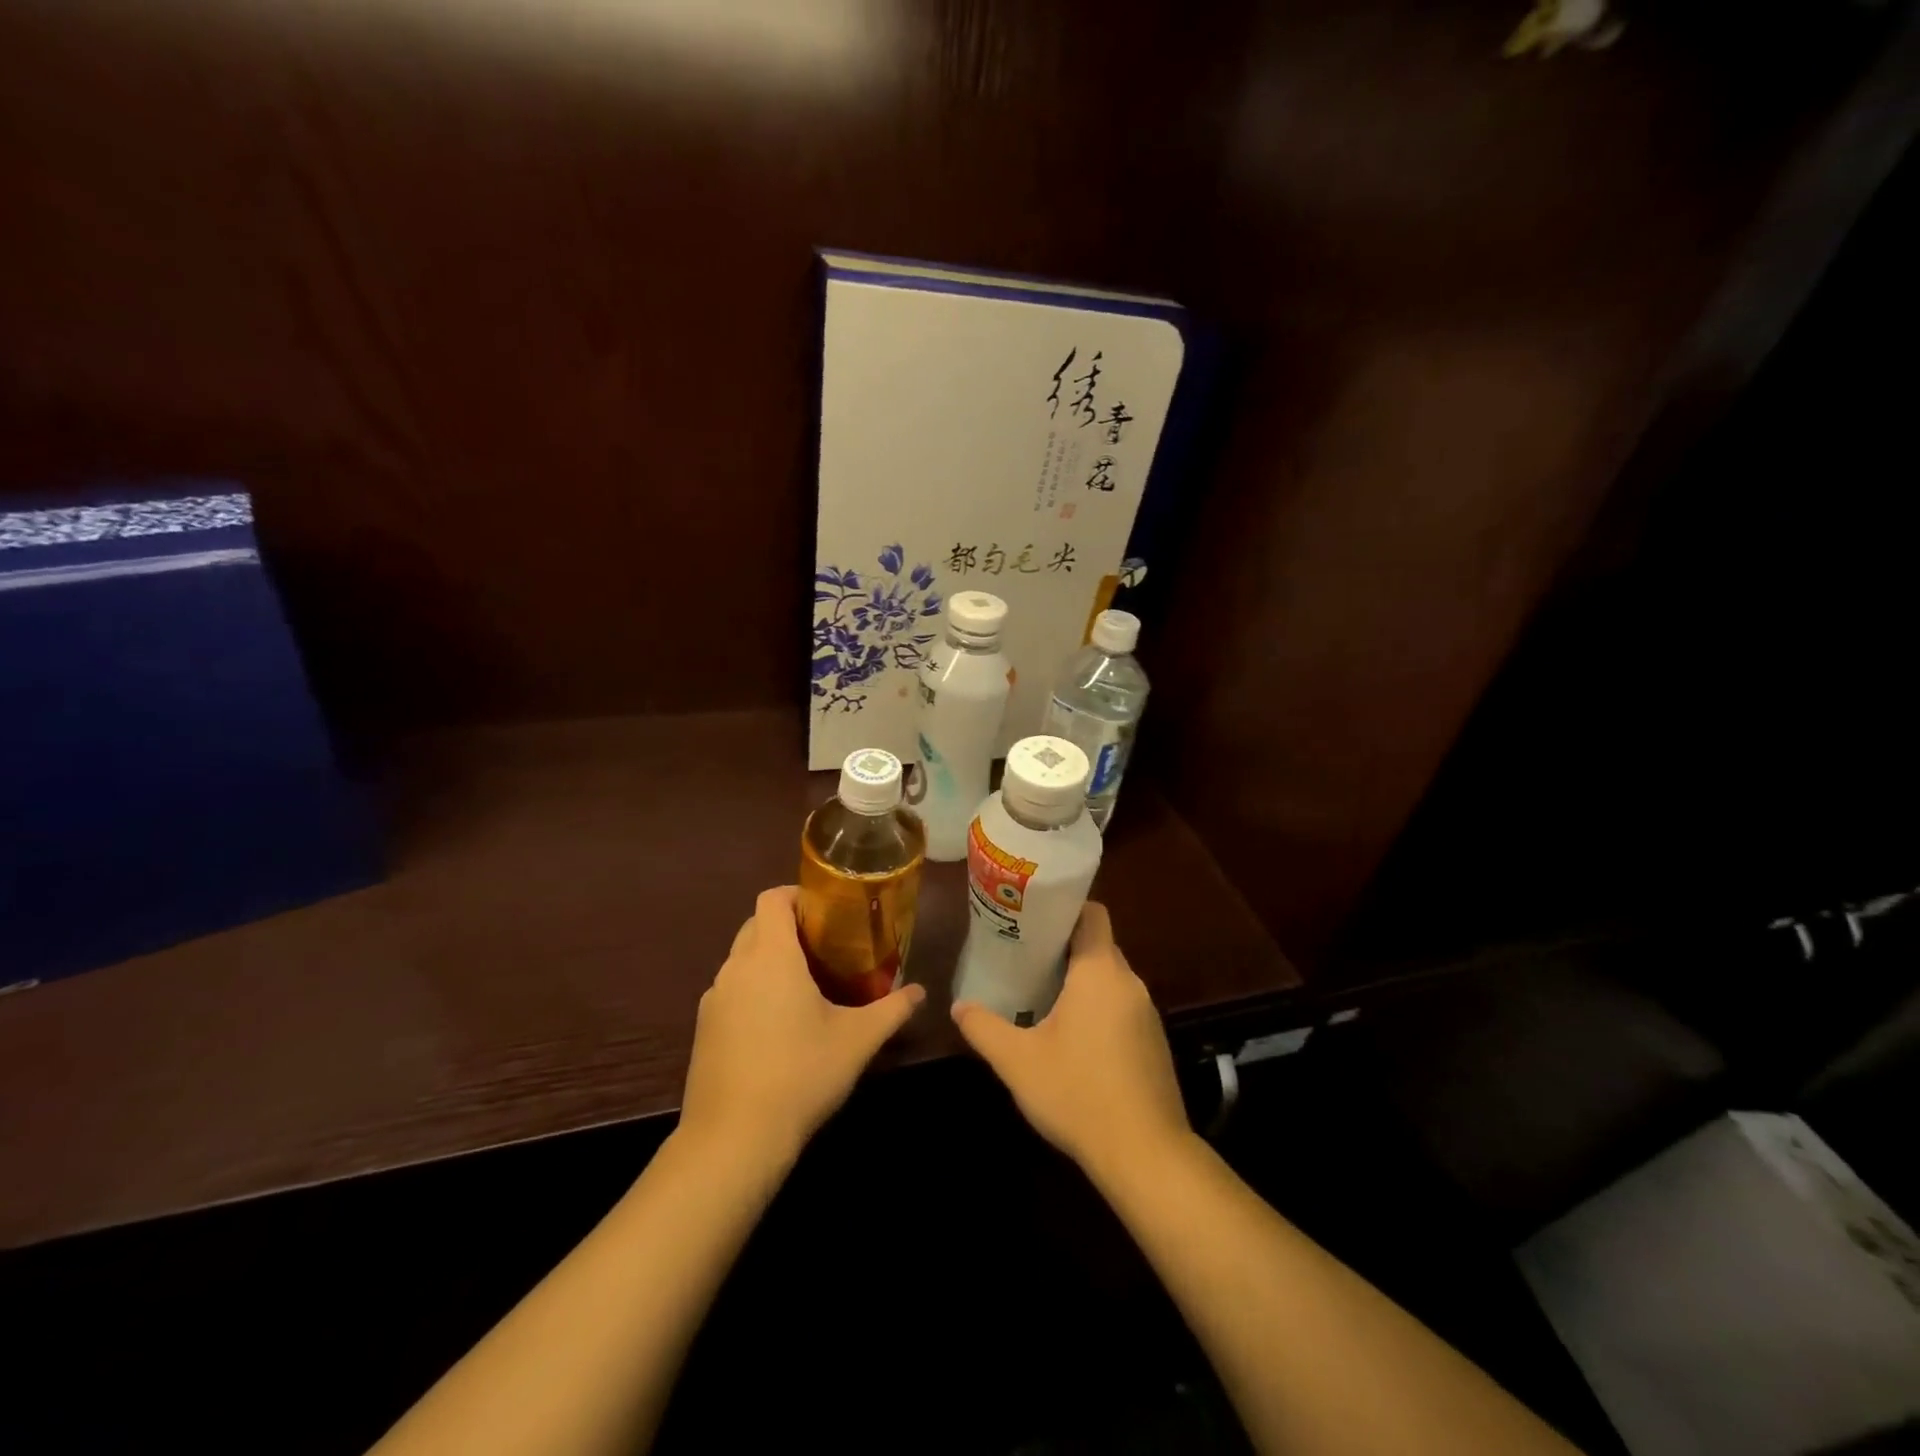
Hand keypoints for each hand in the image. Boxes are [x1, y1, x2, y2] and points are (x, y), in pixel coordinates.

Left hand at [679, 886, 924, 1168]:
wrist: (733, 1139)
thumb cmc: (801, 1075)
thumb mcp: (857, 1040)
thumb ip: (892, 1010)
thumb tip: (920, 992)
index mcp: (771, 957)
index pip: (772, 899)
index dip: (797, 894)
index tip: (826, 910)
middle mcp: (736, 968)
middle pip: (756, 924)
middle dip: (787, 926)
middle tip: (825, 946)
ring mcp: (714, 998)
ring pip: (741, 959)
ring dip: (768, 959)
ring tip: (804, 985)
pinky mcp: (703, 1028)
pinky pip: (730, 990)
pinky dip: (752, 990)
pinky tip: (776, 1025)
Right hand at [951, 903, 1190, 1182]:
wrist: (1145, 1155)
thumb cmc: (1078, 1093)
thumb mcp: (1017, 1061)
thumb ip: (984, 1028)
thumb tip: (958, 1006)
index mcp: (1100, 972)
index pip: (1092, 914)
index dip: (1064, 909)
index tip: (1032, 920)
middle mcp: (1129, 983)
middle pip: (1098, 946)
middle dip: (1063, 948)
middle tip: (1024, 958)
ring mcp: (1147, 1014)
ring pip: (1110, 979)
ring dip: (1081, 982)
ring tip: (1042, 995)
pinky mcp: (1154, 1042)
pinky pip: (1122, 1007)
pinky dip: (1098, 1009)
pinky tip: (1073, 1038)